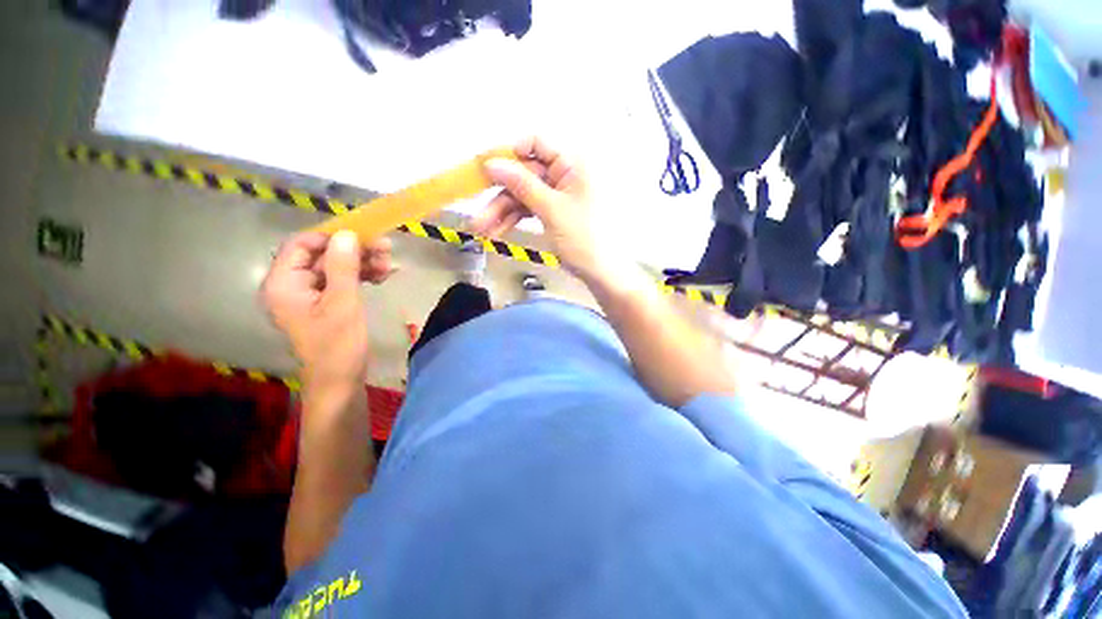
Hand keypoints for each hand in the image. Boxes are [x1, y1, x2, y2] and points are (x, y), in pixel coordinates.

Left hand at [261, 230, 394, 390]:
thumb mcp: (343, 304)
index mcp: (283, 284)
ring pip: (336, 266)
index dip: (332, 236)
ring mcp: (309, 294)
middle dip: (355, 250)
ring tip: (389, 264)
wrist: (340, 381)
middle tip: (386, 249)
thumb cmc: (338, 345)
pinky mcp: (325, 302)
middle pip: (322, 254)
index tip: (365, 236)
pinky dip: (362, 275)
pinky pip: (342, 279)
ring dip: (363, 262)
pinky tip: (383, 276)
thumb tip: (346, 234)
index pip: (301, 244)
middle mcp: (292, 285)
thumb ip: (343, 267)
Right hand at [474, 137, 601, 275]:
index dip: (511, 154)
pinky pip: (528, 209)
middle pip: (524, 175)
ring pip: (523, 195)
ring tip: (483, 230)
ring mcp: (556, 195)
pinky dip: (513, 219)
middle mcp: (563, 175)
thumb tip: (493, 164)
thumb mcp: (551, 210)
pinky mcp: (552, 211)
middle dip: (500, 195)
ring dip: (501, 212)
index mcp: (571, 164)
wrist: (599, 271)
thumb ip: (523, 185)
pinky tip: (497, 231)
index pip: (537, 144)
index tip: (488, 170)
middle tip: (478, 212)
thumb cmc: (583, 238)